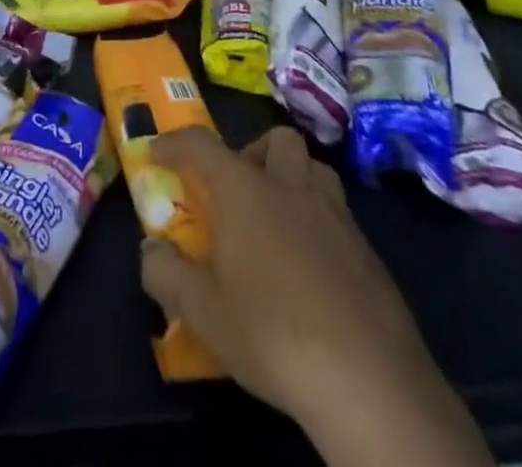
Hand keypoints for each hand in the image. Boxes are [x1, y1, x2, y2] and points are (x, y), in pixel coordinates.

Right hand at [140, 128, 490, 466]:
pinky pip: (338, 215)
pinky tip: (310, 269)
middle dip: (253, 152)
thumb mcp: (203, 313)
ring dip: (292, 180)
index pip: (201, 144)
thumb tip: (151, 251)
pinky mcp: (369, 253)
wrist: (370, 382)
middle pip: (276, 139)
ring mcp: (336, 216)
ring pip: (314, 170)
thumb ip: (167, 275)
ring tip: (275, 220)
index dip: (174, 143)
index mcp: (245, 190)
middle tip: (236, 190)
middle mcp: (291, 187)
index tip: (157, 154)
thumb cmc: (273, 334)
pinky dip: (318, 224)